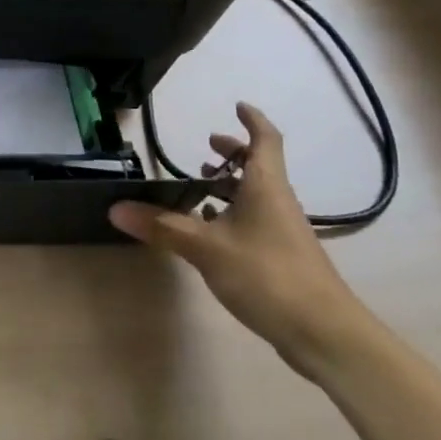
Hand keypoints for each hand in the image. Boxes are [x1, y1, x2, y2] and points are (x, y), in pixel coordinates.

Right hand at [110, 103, 368, 376]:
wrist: (325, 334)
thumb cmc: (268, 275)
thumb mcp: (207, 249)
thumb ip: (162, 227)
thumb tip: (115, 208)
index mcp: (265, 186)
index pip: (265, 140)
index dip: (252, 120)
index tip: (237, 106)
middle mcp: (277, 201)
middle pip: (259, 166)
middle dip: (234, 153)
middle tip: (206, 147)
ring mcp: (282, 231)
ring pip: (256, 195)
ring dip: (230, 186)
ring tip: (198, 187)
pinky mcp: (281, 257)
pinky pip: (254, 221)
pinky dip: (232, 215)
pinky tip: (210, 231)